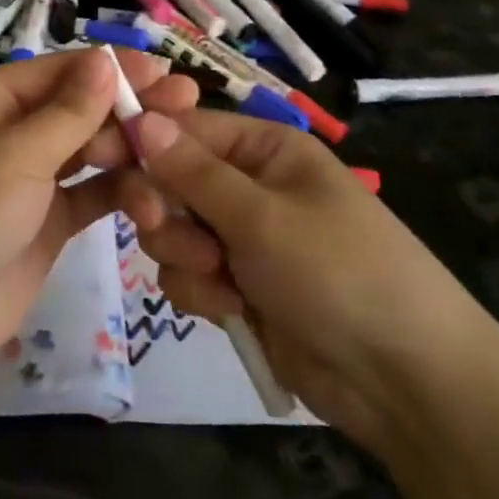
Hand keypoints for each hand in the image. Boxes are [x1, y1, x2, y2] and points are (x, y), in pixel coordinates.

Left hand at [0, 49, 197, 373]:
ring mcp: (31, 179)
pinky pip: (91, 195)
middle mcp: (11, 132)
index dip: (112, 68)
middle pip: (80, 107)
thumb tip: (106, 59)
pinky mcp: (48, 222)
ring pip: (90, 150)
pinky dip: (120, 192)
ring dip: (129, 150)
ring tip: (173, 152)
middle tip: (186, 103)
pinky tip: (154, 194)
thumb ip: (69, 111)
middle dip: (128, 106)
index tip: (163, 71)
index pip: (60, 70)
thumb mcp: (15, 153)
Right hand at [103, 111, 489, 441]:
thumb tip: (139, 117)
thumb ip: (192, 171)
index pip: (186, 127)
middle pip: (172, 180)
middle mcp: (251, 186)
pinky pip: (190, 274)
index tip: (95, 154)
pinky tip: (233, 310)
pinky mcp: (240, 287)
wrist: (404, 382)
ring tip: (221, 280)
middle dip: (165, 209)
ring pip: (175, 231)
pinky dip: (202, 292)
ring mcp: (245, 239)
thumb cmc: (339, 272)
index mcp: (265, 149)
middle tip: (162, 226)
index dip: (139, 138)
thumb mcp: (261, 216)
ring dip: (185, 255)